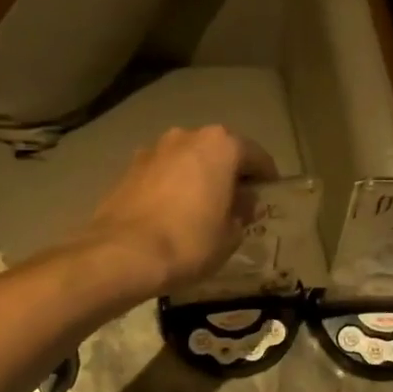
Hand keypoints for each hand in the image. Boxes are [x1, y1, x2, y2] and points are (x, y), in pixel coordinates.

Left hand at [83, 127, 277, 299]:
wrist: (122, 254)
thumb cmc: (189, 242)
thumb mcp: (230, 236)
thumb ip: (242, 213)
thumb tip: (243, 205)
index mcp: (220, 145)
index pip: (256, 156)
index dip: (267, 177)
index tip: (270, 195)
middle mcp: (187, 137)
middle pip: (219, 151)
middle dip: (229, 174)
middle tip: (238, 202)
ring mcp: (153, 149)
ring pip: (188, 159)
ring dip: (198, 177)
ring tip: (203, 208)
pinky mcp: (128, 168)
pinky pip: (163, 173)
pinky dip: (172, 186)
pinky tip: (173, 212)